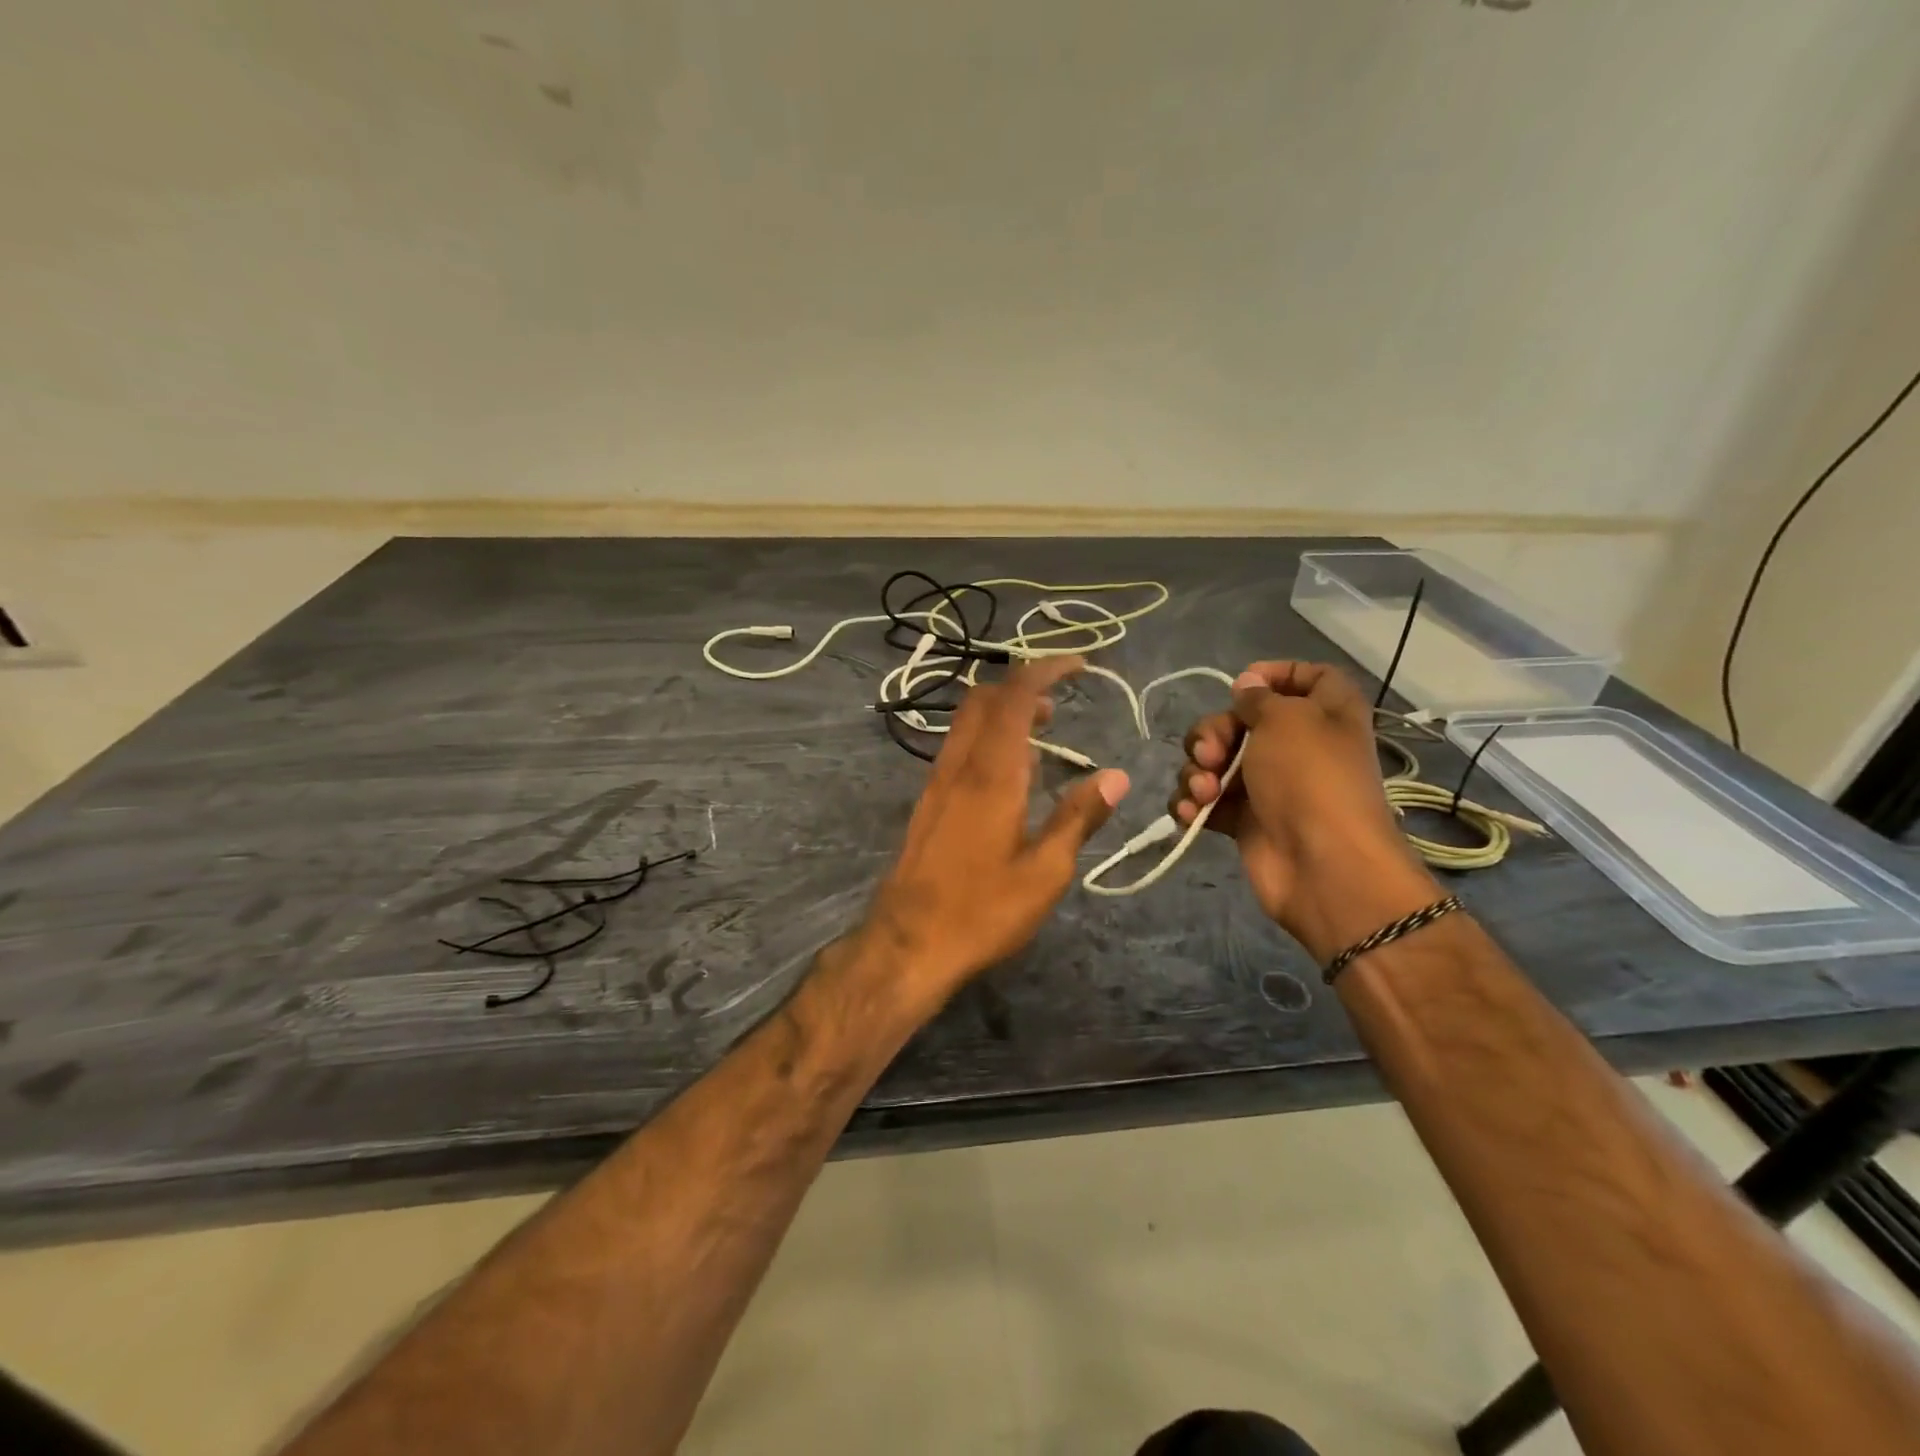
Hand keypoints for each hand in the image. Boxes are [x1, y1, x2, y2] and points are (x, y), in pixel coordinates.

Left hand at [857, 657, 1129, 1008]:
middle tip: (1059, 701)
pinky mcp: (927, 802)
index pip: (1014, 696)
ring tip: (1043, 731)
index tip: (1079, 664)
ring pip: (966, 722)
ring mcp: (936, 782)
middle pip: (983, 698)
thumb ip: (1079, 818)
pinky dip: (988, 737)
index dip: (1045, 670)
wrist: (908, 943)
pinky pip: (958, 747)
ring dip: (1003, 712)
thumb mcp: (1045, 872)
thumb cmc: (982, 910)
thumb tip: (1115, 777)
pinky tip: (1010, 773)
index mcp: (991, 773)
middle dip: (1022, 686)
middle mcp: (959, 765)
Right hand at [1168, 660, 1439, 961]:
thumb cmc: (1310, 778)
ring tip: (1204, 793)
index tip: (1242, 685)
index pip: (1305, 677)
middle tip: (1211, 752)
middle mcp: (1297, 745)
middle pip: (1240, 721)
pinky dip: (1192, 803)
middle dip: (1212, 733)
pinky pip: (1206, 799)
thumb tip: (1247, 686)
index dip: (1274, 674)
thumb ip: (1259, 698)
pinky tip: (1192, 813)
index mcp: (1324, 712)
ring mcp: (1268, 785)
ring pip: (1214, 761)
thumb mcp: (1286, 719)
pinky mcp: (1244, 820)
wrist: (1321, 864)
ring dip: (1197, 771)